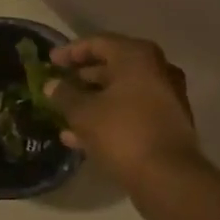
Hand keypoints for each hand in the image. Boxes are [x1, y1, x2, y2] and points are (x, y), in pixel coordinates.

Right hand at [46, 34, 201, 190]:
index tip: (51, 62)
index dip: (70, 52)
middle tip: (58, 86)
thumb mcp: (83, 113)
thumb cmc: (122, 133)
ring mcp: (166, 97)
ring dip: (93, 101)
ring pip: (121, 92)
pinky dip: (108, 117)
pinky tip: (80, 137)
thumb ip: (64, 95)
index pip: (98, 43)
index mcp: (137, 56)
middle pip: (112, 66)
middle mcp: (156, 69)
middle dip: (82, 78)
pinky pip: (131, 112)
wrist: (168, 177)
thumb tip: (51, 85)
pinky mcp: (167, 123)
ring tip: (64, 115)